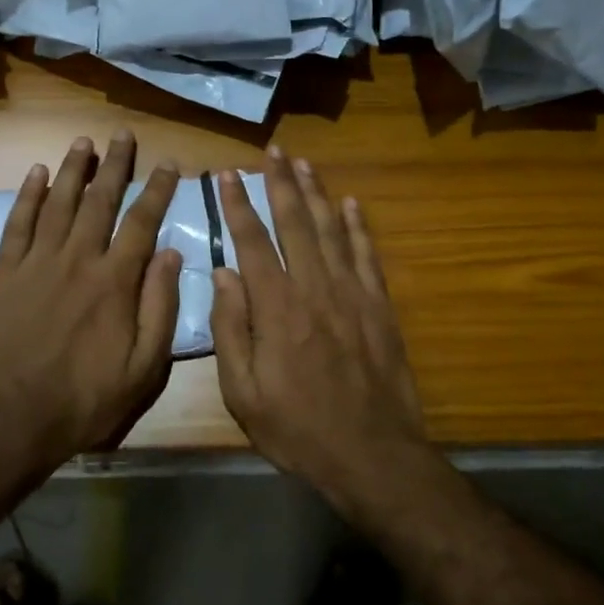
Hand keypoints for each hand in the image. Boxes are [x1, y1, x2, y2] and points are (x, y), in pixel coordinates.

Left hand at [0, 132, 182, 469]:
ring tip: (84, 141)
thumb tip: (171, 254)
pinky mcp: (6, 275)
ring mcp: (38, 264)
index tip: (170, 163)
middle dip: (115, 164)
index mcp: (114, 282)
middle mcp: (78, 260)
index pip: (142, 222)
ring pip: (59, 203)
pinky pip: (18, 225)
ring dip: (74, 169)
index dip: (158, 190)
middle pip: (100, 201)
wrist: (13, 420)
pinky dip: (27, 196)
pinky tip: (36, 173)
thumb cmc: (86, 400)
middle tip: (123, 134)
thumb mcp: (144, 368)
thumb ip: (160, 307)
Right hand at [210, 148, 427, 505]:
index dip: (238, 203)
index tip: (227, 173)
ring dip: (316, 192)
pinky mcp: (380, 306)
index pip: (252, 240)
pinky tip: (351, 203)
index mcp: (276, 306)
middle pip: (294, 222)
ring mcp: (352, 293)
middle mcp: (314, 287)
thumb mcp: (243, 392)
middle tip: (273, 150)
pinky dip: (359, 226)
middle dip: (280, 182)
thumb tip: (224, 274)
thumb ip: (231, 328)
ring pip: (331, 229)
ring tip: (304, 163)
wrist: (372, 454)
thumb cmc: (297, 428)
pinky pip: (367, 255)